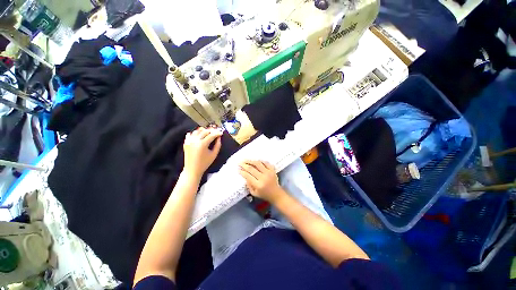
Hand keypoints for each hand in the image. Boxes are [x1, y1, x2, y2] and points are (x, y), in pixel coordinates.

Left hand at [183, 127, 222, 177]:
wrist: (192, 170)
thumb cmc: (204, 163)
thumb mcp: (214, 154)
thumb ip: (218, 145)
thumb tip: (219, 138)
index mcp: (202, 144)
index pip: (211, 135)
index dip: (217, 133)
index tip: (221, 132)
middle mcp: (195, 141)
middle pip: (205, 131)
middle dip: (212, 131)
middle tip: (216, 132)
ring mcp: (189, 141)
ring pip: (197, 131)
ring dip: (204, 130)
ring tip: (209, 133)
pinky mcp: (186, 142)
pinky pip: (191, 134)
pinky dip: (196, 133)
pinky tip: (200, 135)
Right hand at [239, 160, 284, 202]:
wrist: (276, 194)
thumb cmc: (264, 194)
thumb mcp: (254, 193)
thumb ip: (249, 185)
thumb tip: (245, 176)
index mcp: (258, 185)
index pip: (248, 176)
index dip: (242, 172)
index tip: (238, 169)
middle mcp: (263, 177)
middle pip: (252, 169)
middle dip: (244, 165)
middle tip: (240, 163)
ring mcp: (268, 172)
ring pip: (258, 163)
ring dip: (251, 161)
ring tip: (246, 160)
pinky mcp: (272, 170)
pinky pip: (265, 162)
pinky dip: (260, 161)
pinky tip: (255, 161)